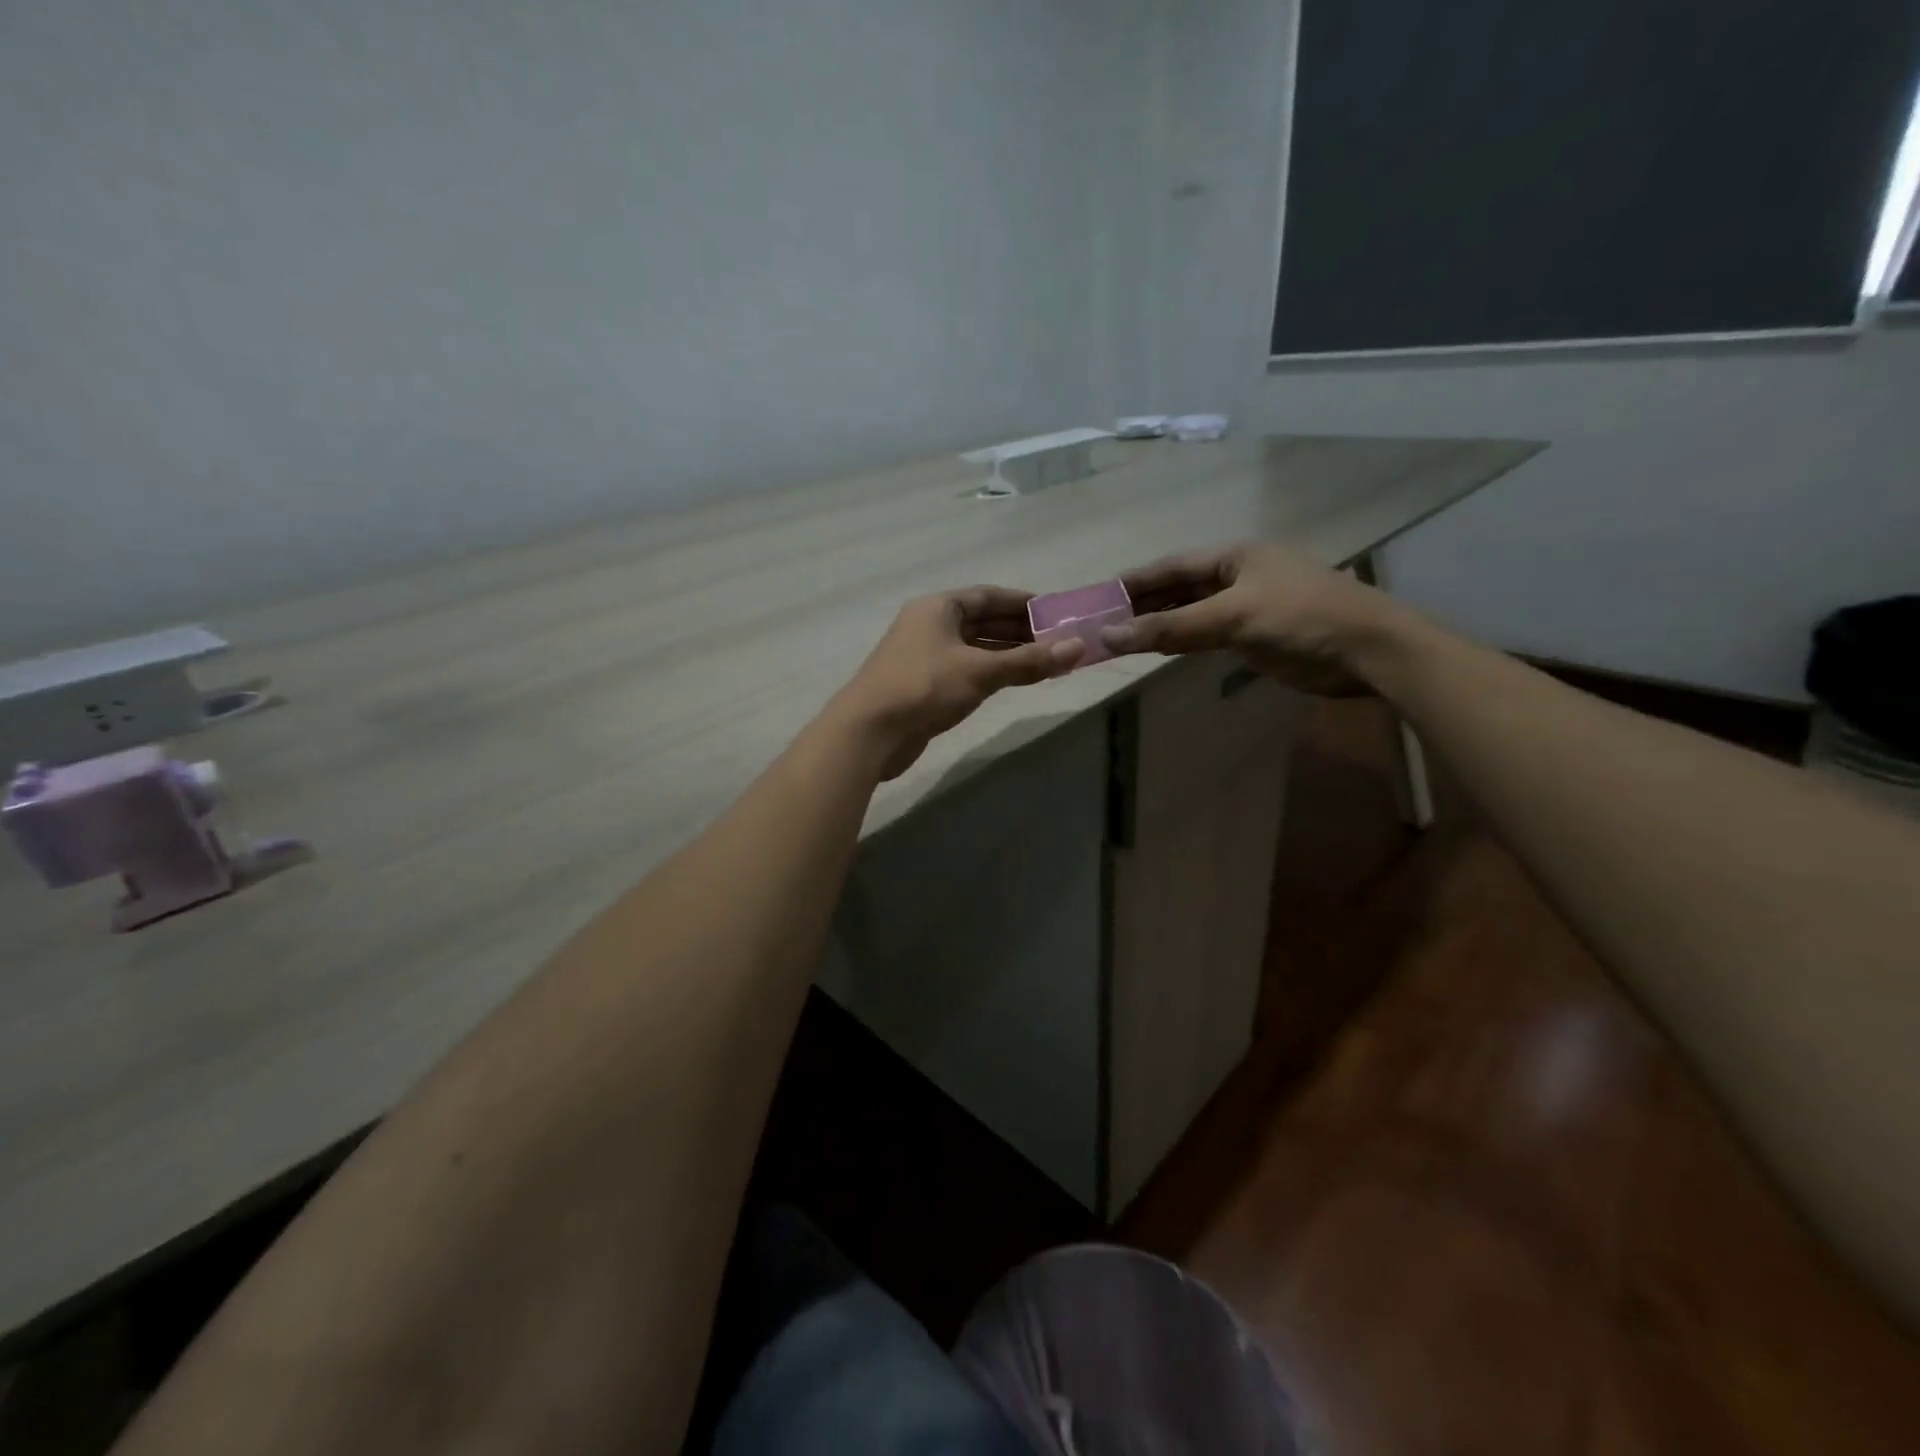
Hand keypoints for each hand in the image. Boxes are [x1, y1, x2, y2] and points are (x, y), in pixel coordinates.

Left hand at [830, 587, 1083, 778]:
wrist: (869, 733)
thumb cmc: (923, 688)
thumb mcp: (980, 671)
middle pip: (982, 621)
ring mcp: (925, 656)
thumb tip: (1078, 648)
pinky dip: (991, 672)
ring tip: (1046, 661)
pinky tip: (1014, 681)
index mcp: (938, 608)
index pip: (988, 596)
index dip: (1022, 602)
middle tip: (1058, 640)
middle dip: (1020, 630)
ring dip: (1007, 654)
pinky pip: (966, 670)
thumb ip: (1028, 661)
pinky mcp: (924, 685)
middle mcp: (930, 626)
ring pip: (974, 648)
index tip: (1055, 612)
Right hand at [1103, 542, 1399, 695]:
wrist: (1368, 651)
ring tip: (1124, 638)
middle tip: (1105, 622)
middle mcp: (1238, 575)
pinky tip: (1161, 649)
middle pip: (1180, 588)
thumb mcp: (1232, 617)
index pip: (1173, 566)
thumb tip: (1110, 635)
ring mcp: (1248, 606)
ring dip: (1162, 624)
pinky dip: (1184, 641)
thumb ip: (1171, 627)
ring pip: (1193, 613)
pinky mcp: (1256, 635)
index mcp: (1235, 556)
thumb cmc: (1301, 619)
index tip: (1100, 596)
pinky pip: (1208, 634)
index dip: (1136, 581)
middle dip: (1145, 604)